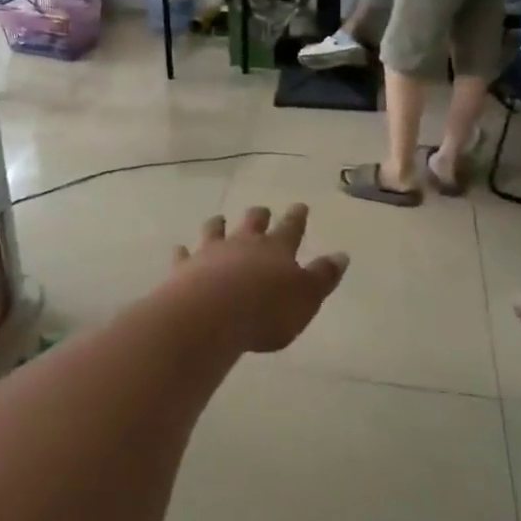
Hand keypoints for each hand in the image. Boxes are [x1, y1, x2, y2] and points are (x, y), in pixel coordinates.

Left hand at [169, 206, 347, 353]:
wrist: (212, 315)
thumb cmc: (267, 311)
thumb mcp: (306, 298)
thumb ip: (323, 276)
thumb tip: (341, 255)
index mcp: (276, 250)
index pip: (290, 228)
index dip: (297, 217)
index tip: (300, 205)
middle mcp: (243, 243)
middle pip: (252, 222)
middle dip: (259, 216)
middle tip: (262, 210)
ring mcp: (211, 252)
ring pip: (215, 231)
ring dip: (218, 225)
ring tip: (219, 219)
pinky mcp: (185, 268)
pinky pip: (183, 255)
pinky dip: (182, 252)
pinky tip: (179, 249)